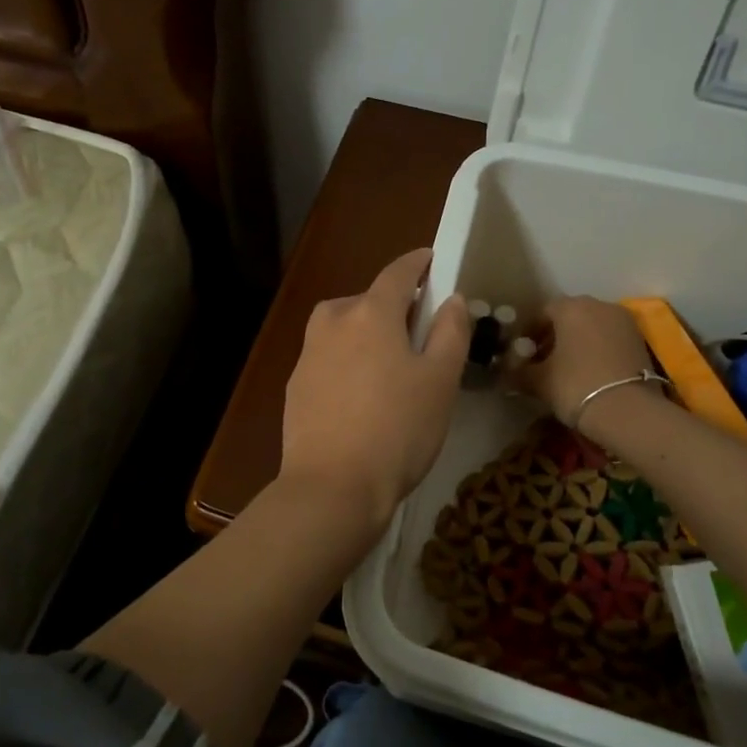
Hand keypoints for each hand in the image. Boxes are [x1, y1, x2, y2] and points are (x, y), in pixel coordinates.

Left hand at [280, 249, 471, 537]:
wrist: (332, 487)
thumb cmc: (398, 430)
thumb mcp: (440, 381)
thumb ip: (450, 332)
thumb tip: (450, 299)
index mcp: (370, 314)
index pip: (397, 273)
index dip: (418, 263)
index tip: (432, 259)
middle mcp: (332, 323)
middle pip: (366, 300)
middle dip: (392, 306)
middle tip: (418, 331)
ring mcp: (307, 355)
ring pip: (343, 328)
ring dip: (366, 334)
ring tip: (389, 367)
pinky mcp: (295, 386)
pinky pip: (328, 358)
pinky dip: (347, 362)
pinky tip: (360, 397)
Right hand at [508, 296, 655, 432]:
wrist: (628, 411)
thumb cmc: (575, 386)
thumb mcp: (538, 381)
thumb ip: (518, 372)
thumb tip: (505, 374)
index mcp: (571, 307)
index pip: (542, 312)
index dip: (528, 332)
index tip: (522, 353)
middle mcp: (599, 305)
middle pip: (569, 316)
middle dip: (553, 336)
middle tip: (542, 361)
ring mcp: (623, 322)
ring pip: (591, 326)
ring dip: (576, 342)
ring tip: (566, 369)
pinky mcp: (640, 340)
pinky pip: (609, 338)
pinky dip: (597, 349)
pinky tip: (589, 372)